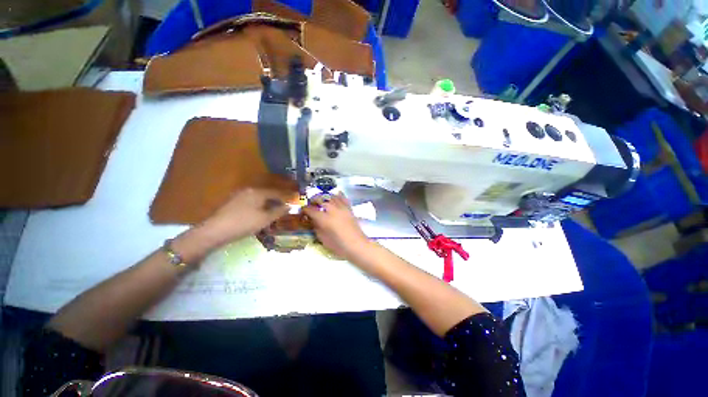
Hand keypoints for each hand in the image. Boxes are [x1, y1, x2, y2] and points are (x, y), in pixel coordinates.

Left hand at [202, 188, 289, 243]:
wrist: (215, 230)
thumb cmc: (244, 223)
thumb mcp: (265, 219)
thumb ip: (279, 211)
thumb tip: (290, 206)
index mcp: (259, 192)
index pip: (277, 192)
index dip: (287, 197)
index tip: (295, 201)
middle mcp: (250, 190)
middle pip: (268, 193)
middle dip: (278, 199)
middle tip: (285, 206)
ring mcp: (240, 195)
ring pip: (260, 197)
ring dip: (269, 202)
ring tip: (274, 210)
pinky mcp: (233, 201)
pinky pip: (252, 200)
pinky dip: (260, 205)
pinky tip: (260, 212)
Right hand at [302, 194, 370, 260]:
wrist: (357, 245)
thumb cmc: (339, 246)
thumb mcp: (323, 239)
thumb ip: (316, 227)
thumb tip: (313, 220)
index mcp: (324, 219)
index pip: (310, 209)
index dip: (304, 209)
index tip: (302, 211)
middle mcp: (332, 210)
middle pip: (320, 199)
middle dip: (313, 200)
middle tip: (311, 205)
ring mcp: (342, 208)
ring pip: (331, 196)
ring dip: (324, 197)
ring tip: (321, 201)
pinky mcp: (349, 208)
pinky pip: (343, 198)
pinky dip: (337, 195)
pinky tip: (334, 196)